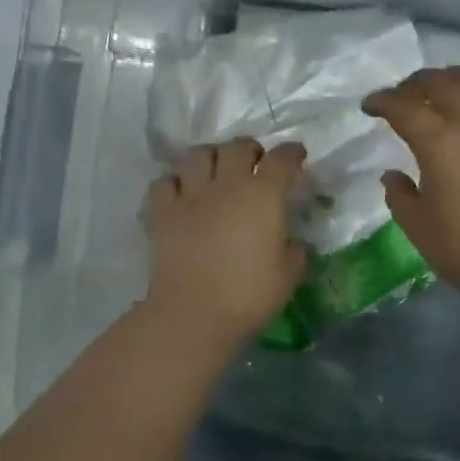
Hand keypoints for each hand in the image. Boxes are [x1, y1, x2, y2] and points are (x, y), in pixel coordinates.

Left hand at [144, 138, 307, 342]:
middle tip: (255, 163)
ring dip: (212, 156)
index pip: (282, 159)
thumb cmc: (249, 295)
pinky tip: (182, 193)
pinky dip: (175, 181)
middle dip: (250, 149)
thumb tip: (289, 241)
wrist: (193, 314)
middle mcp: (227, 184)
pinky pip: (165, 181)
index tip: (296, 155)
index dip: (292, 153)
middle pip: (237, 146)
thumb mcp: (289, 274)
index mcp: (263, 195)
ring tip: (217, 170)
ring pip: (199, 154)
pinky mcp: (163, 212)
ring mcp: (190, 195)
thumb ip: (294, 249)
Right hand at [364, 65, 459, 303]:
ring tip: (447, 84)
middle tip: (402, 95)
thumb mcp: (418, 227)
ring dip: (459, 74)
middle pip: (442, 82)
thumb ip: (399, 195)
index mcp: (439, 143)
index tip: (369, 106)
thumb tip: (393, 175)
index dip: (382, 101)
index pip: (404, 107)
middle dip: (415, 83)